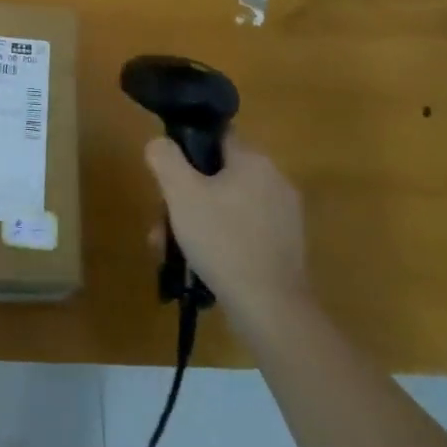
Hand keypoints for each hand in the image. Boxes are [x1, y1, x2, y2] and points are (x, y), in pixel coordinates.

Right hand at [145, 135, 307, 328]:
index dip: (186, 151)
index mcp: (254, 160)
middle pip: (218, 176)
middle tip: (163, 224)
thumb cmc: (223, 241)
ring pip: (228, 207)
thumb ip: (165, 158)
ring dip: (198, 222)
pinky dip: (221, 241)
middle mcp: (275, 181)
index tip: (168, 178)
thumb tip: (159, 143)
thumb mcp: (180, 193)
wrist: (271, 309)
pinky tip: (201, 265)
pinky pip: (244, 231)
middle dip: (185, 197)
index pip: (215, 137)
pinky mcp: (286, 248)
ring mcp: (284, 217)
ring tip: (173, 250)